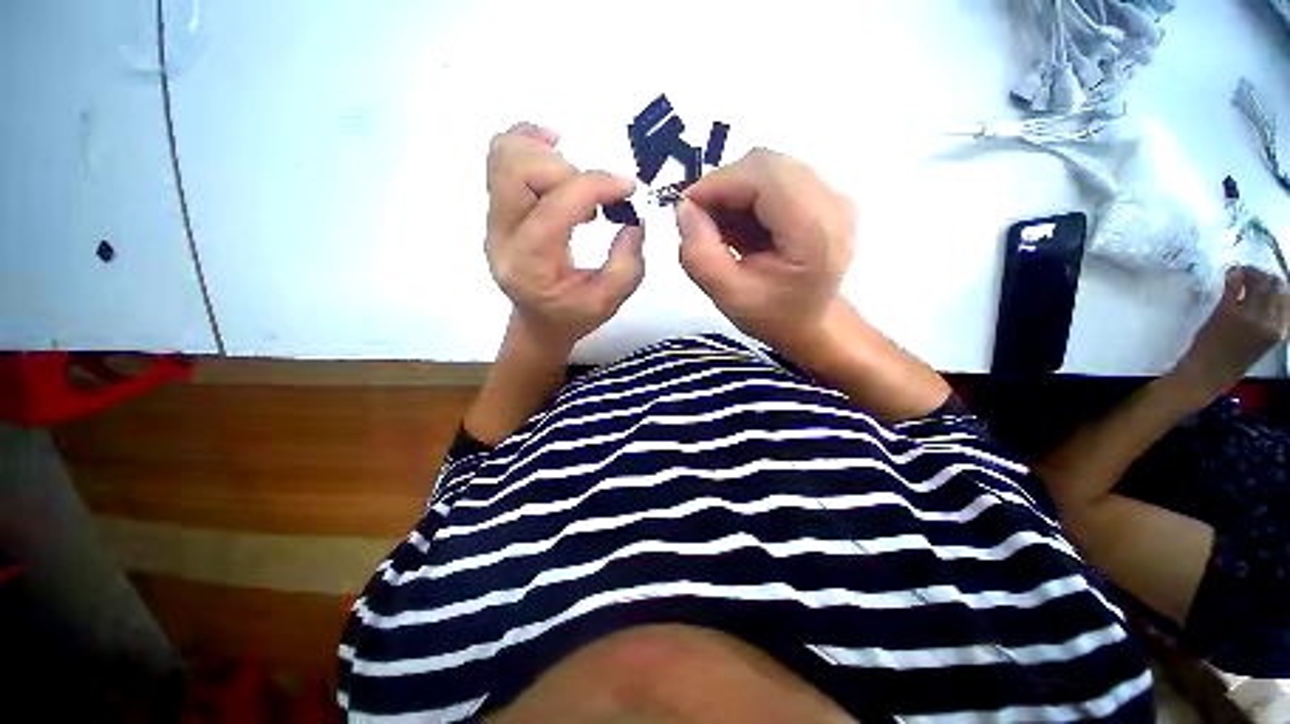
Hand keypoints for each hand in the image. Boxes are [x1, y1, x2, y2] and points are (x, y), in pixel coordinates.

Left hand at [485, 122, 644, 349]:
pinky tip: (556, 154)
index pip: (556, 207)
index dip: (596, 186)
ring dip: (549, 155)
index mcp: (530, 265)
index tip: (629, 187)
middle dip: (569, 170)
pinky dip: (530, 143)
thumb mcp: (608, 302)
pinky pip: (501, 156)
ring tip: (578, 181)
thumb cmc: (573, 316)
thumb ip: (627, 263)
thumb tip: (633, 218)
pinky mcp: (497, 207)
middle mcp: (502, 236)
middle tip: (596, 195)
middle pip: (518, 170)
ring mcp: (493, 219)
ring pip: (505, 155)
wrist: (538, 321)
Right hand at [674, 149, 855, 355]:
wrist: (812, 323)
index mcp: (816, 231)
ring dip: (733, 192)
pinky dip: (746, 196)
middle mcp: (833, 201)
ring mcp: (832, 194)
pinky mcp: (823, 194)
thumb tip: (683, 208)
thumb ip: (699, 255)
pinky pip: (775, 177)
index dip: (718, 183)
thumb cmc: (773, 316)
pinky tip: (738, 227)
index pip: (764, 176)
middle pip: (766, 165)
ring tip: (718, 230)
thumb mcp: (728, 297)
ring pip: (768, 168)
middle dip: (722, 187)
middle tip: (698, 221)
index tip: (685, 209)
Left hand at [1171, 266, 1289, 400]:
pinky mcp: (1227, 311)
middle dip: (1265, 275)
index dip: (1277, 286)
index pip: (1286, 299)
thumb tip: (1261, 301)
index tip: (1268, 280)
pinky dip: (1235, 274)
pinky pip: (1235, 286)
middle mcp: (1268, 321)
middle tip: (1252, 273)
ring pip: (1258, 281)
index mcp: (1278, 331)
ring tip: (1241, 271)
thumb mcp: (1257, 343)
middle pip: (1274, 286)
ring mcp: (1248, 315)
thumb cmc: (1228, 362)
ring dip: (1250, 272)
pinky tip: (1231, 270)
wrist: (1206, 375)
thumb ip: (1263, 323)